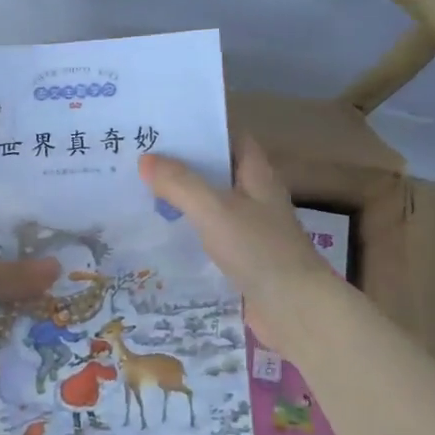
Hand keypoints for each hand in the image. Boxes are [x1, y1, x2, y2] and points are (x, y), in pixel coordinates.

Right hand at [138, 136, 342, 360]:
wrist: (296, 310)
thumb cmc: (259, 249)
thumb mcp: (214, 209)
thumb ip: (179, 182)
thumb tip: (145, 158)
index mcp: (256, 174)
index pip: (229, 137)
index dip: (200, 128)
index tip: (162, 124)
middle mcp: (255, 195)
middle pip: (216, 170)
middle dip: (182, 163)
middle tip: (138, 156)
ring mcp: (250, 228)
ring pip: (210, 203)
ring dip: (181, 197)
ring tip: (138, 190)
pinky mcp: (242, 257)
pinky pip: (209, 233)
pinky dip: (187, 229)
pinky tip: (159, 232)